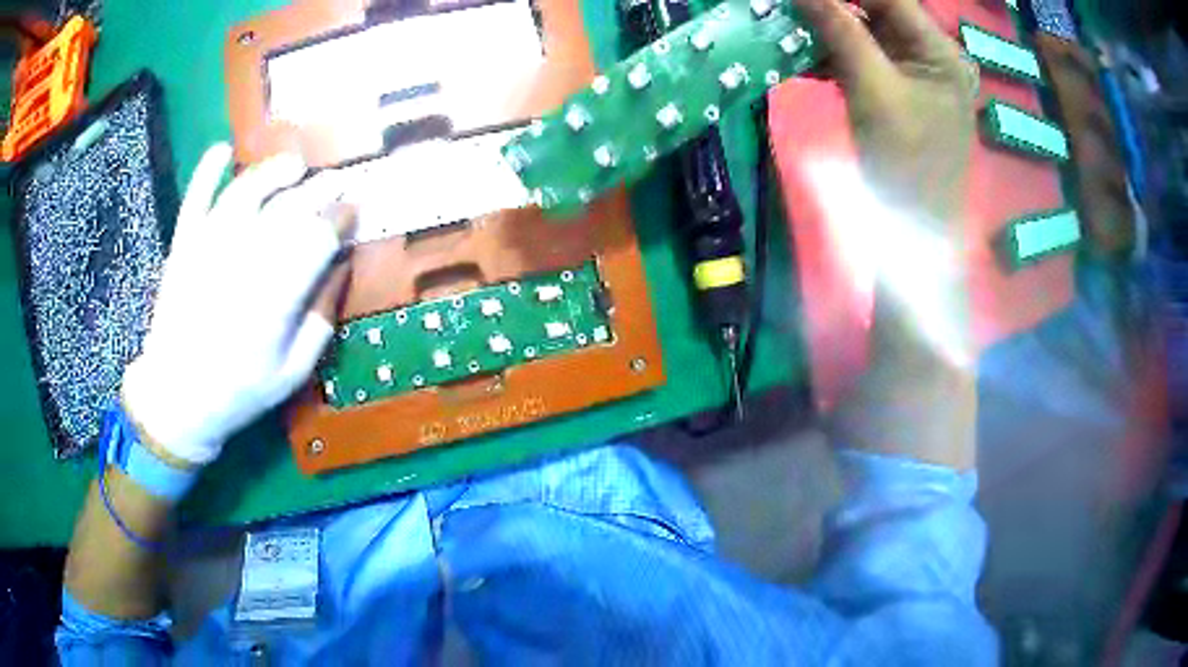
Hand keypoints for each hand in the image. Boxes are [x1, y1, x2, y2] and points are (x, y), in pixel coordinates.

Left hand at [121, 144, 352, 466]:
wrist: (177, 399)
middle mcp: (242, 261)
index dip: (341, 218)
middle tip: (337, 183)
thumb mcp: (293, 372)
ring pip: (245, 193)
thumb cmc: (240, 391)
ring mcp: (207, 248)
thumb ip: (321, 319)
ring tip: (295, 166)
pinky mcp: (183, 246)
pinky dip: (207, 172)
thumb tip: (341, 267)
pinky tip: (222, 150)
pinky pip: (195, 199)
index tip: (354, 213)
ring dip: (273, 172)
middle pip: (288, 208)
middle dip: (319, 190)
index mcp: (274, 298)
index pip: (317, 238)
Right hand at [796, 0, 976, 224]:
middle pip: (877, 11)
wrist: (915, 232)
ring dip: (827, 31)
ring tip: (791, 31)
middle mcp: (932, 55)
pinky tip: (806, 58)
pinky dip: (834, 56)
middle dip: (832, 9)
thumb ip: (840, 30)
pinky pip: (863, 59)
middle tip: (792, 12)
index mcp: (940, 51)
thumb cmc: (905, 164)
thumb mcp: (872, 90)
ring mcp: (916, 74)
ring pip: (866, 33)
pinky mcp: (899, 92)